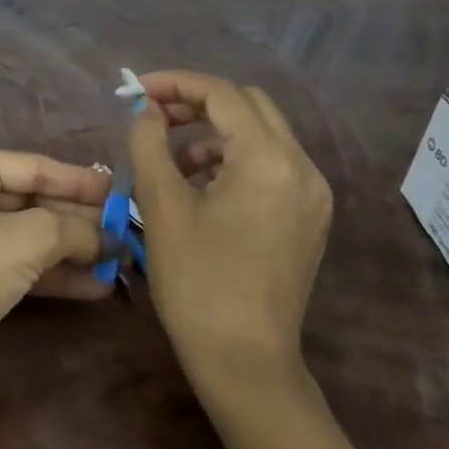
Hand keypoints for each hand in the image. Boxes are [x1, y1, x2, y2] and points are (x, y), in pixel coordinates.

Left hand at [0, 149, 112, 387]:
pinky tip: (97, 287)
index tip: (121, 191)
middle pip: (35, 201)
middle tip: (126, 231)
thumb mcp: (27, 238)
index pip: (35, 167)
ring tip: (120, 261)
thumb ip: (72, 229)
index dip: (80, 181)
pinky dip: (55, 274)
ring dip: (73, 250)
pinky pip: (22, 264)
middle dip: (79, 220)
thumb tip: (109, 237)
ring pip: (31, 235)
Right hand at [127, 70, 331, 387]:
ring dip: (214, 132)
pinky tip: (199, 187)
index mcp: (269, 160)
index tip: (136, 92)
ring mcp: (311, 194)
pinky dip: (233, 159)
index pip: (222, 94)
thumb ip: (149, 143)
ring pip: (261, 134)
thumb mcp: (162, 206)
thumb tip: (145, 110)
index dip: (175, 84)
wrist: (246, 364)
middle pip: (248, 105)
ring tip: (170, 160)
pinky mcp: (309, 217)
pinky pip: (270, 165)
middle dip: (197, 102)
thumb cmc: (198, 283)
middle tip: (154, 118)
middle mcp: (302, 167)